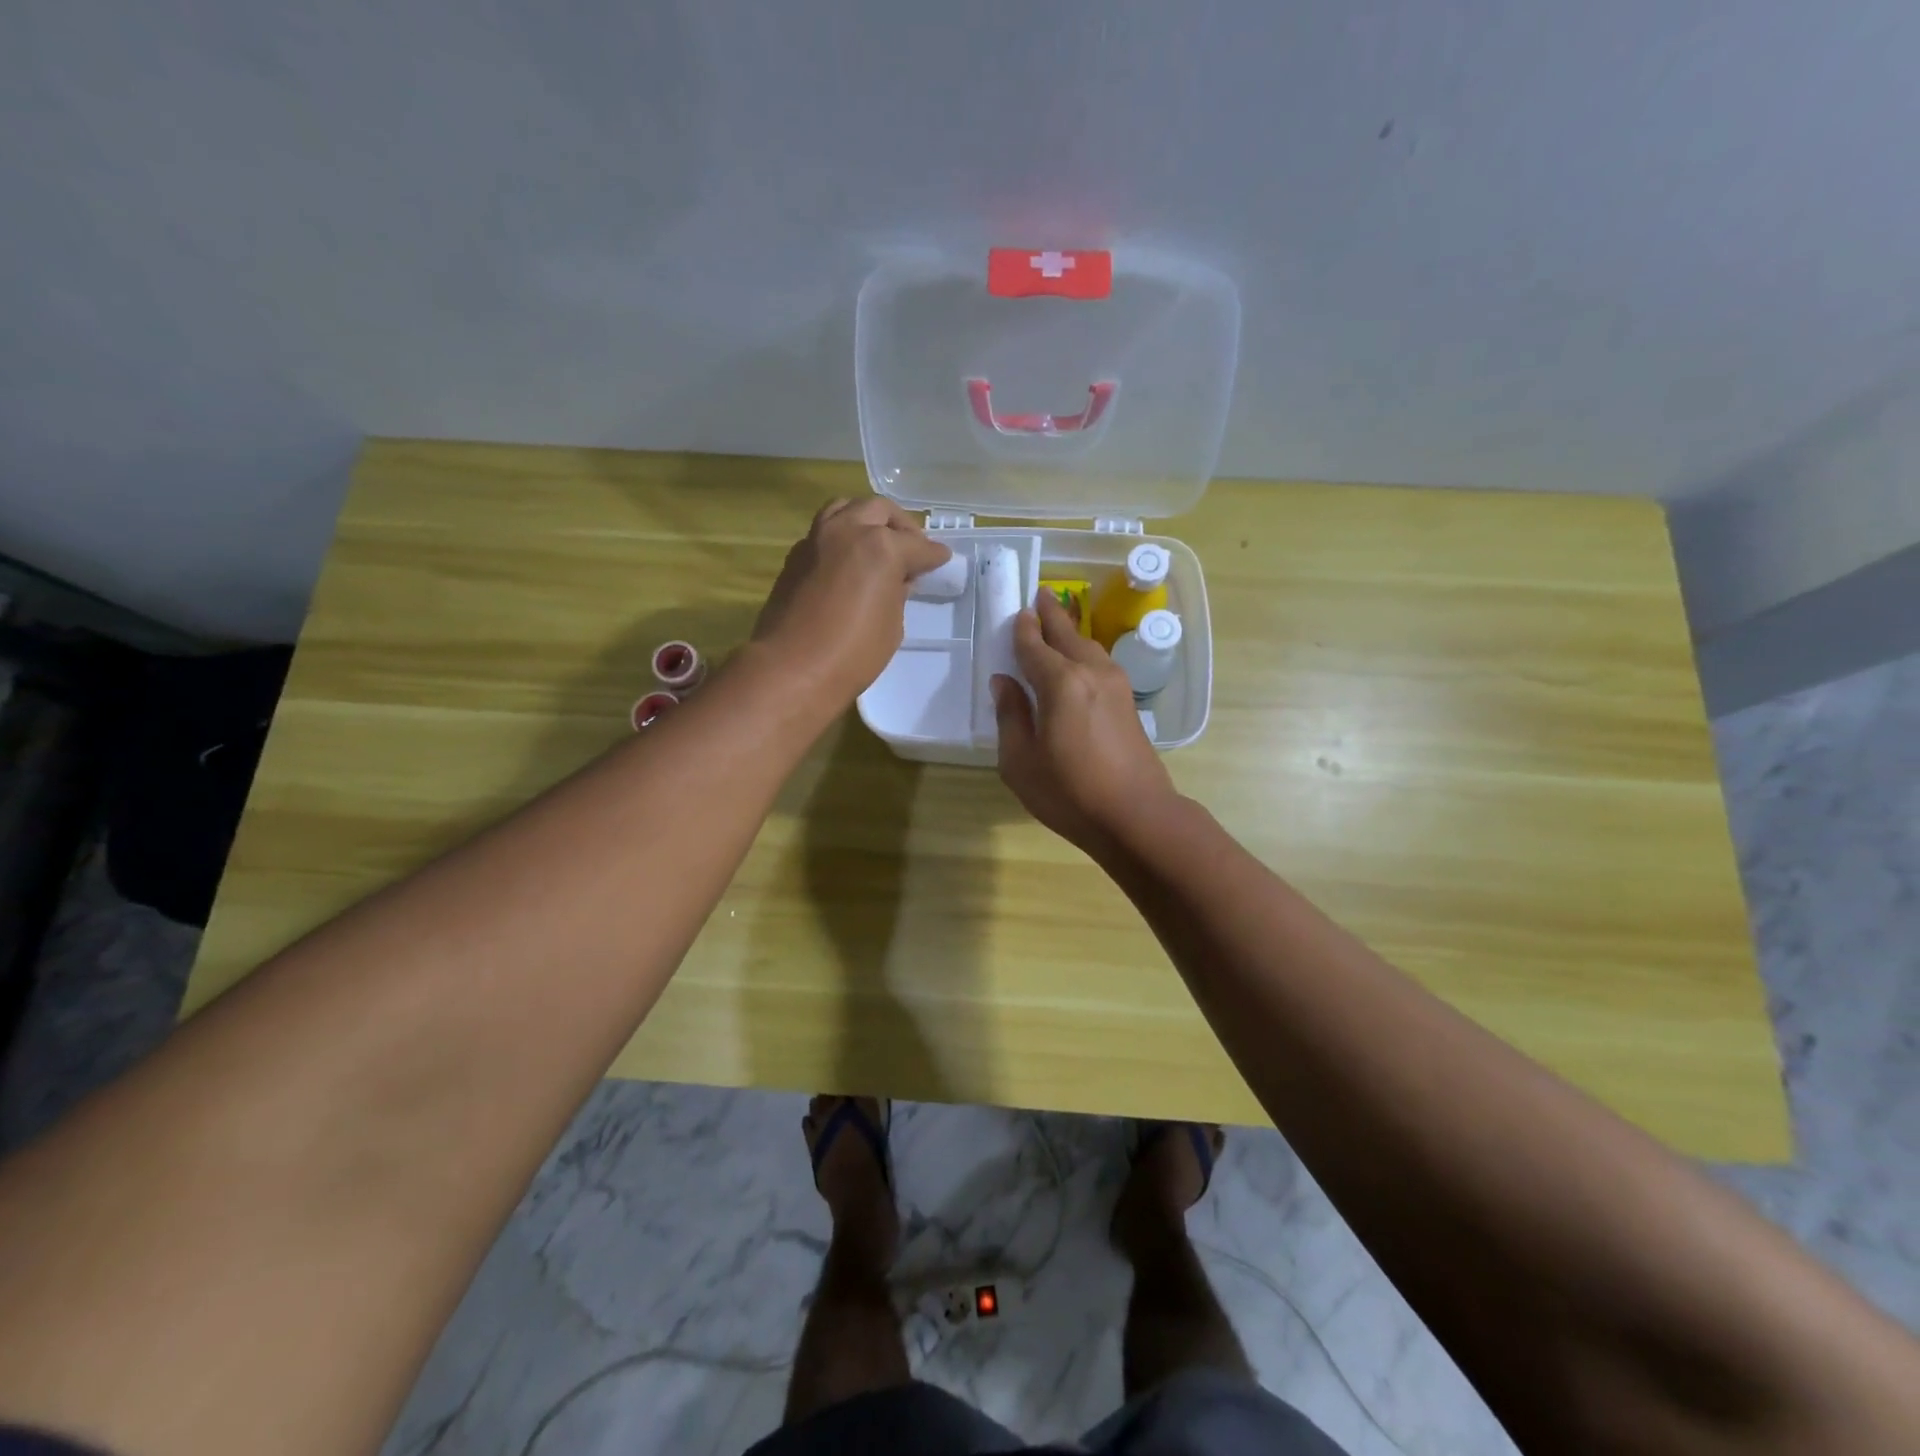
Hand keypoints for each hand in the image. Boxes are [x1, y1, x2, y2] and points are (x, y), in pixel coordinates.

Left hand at [752, 498, 951, 706]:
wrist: (792, 669)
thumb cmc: (853, 653)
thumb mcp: (892, 625)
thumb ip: (897, 593)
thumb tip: (898, 580)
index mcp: (880, 547)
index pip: (917, 546)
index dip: (934, 555)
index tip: (942, 559)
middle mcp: (848, 531)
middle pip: (879, 511)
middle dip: (901, 526)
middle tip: (912, 548)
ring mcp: (817, 539)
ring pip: (846, 509)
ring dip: (866, 519)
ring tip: (877, 541)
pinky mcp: (795, 556)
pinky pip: (823, 531)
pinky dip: (841, 537)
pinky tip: (848, 560)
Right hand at [992, 590, 1179, 857]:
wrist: (1136, 815)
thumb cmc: (1070, 792)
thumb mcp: (1021, 761)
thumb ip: (1010, 716)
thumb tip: (1004, 682)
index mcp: (1060, 683)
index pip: (1034, 646)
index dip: (1022, 629)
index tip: (1016, 612)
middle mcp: (1091, 672)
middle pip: (1067, 634)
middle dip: (1052, 614)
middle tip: (1041, 594)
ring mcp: (1116, 686)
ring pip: (1089, 646)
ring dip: (1071, 631)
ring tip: (1059, 621)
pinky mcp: (1129, 702)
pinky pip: (1101, 663)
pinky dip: (1085, 652)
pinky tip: (1080, 660)